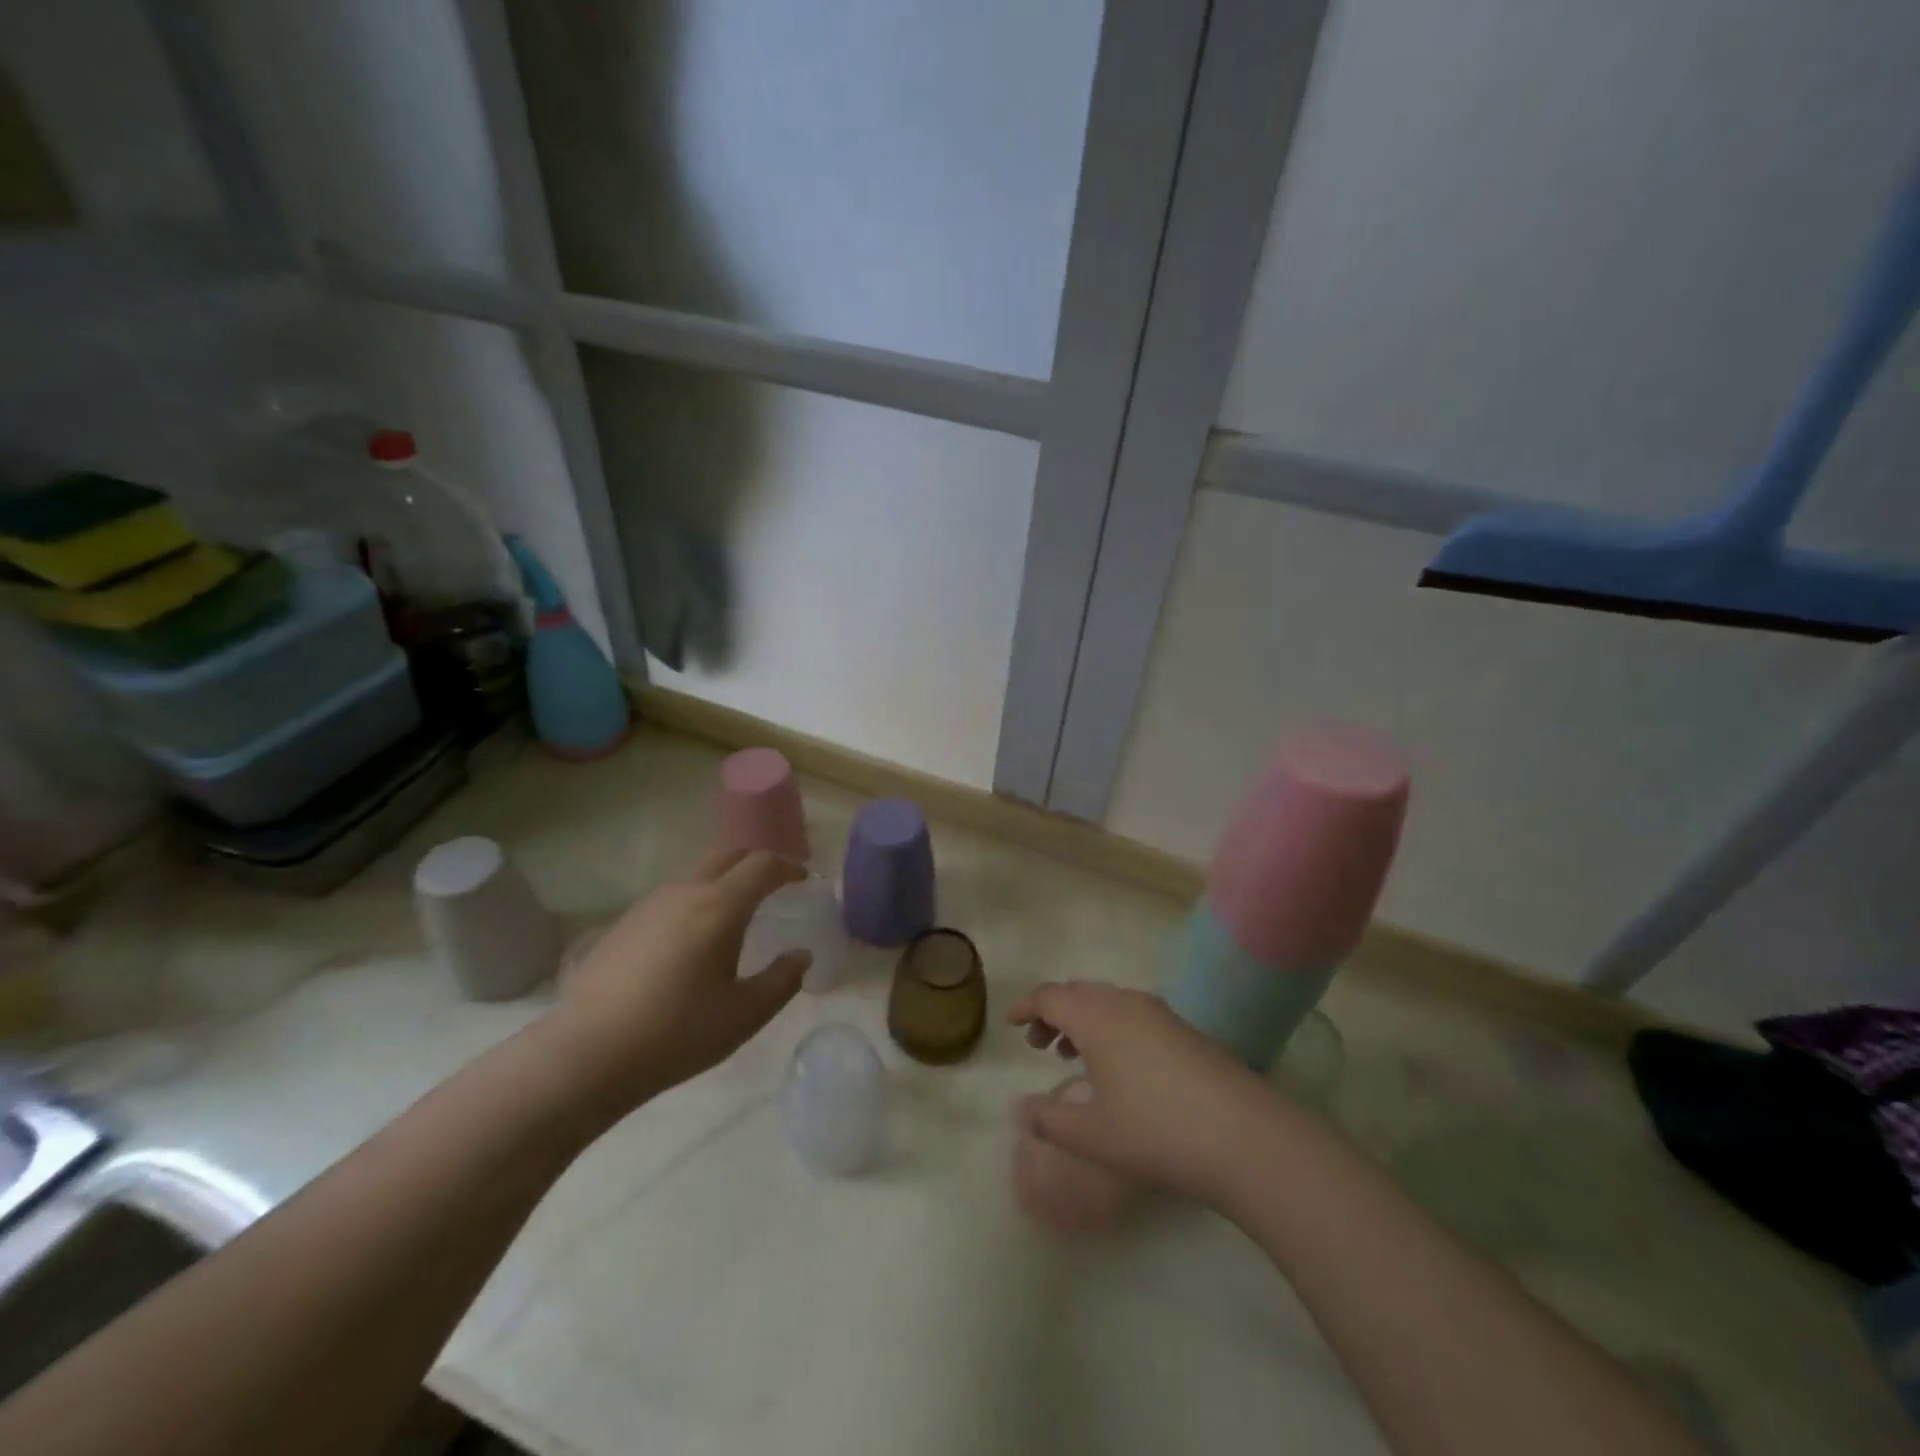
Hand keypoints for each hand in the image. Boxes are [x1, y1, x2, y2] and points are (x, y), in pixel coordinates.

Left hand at [549, 848, 811, 1115]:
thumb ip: (782, 980)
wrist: (588, 1054)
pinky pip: (669, 896)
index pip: (762, 865)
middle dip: (755, 862)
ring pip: (695, 873)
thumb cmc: (678, 1033)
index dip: (788, 867)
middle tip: (774, 884)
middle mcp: (684, 892)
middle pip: (727, 854)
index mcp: (720, 906)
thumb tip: (801, 955)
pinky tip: (690, 937)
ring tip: (734, 910)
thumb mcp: (745, 1014)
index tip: (803, 880)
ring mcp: (648, 904)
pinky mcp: (621, 923)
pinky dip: (693, 900)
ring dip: (722, 879)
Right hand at [1008, 981, 1276, 1204]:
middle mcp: (1127, 1003)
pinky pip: (1134, 1015)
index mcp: (1097, 1017)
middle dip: (1054, 1013)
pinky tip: (1119, 1068)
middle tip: (1039, 1044)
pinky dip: (1112, 1029)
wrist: (1245, 1137)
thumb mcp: (1091, 1135)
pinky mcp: (1186, 1031)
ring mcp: (1161, 1014)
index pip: (1050, 996)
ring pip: (1109, 1002)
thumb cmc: (1156, 1132)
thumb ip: (1048, 1120)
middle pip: (1079, 993)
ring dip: (1084, 1021)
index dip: (1026, 1007)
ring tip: (1072, 1054)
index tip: (1011, 1024)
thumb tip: (1020, 1109)